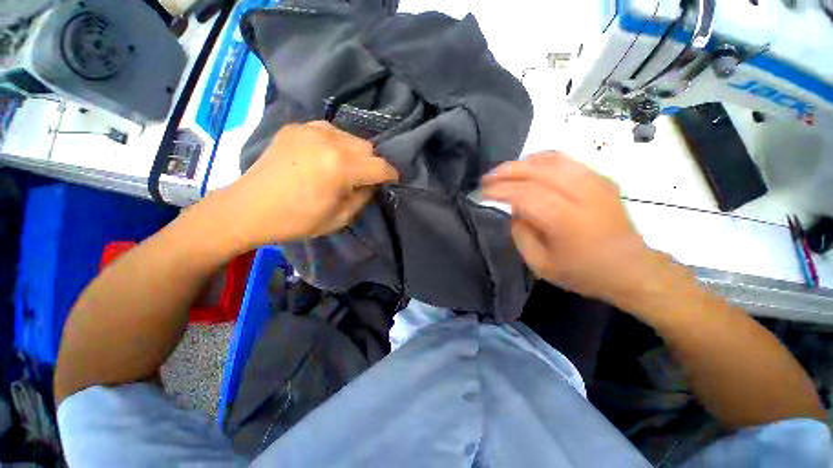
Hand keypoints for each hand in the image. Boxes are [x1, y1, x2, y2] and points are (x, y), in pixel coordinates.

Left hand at [209, 121, 398, 249]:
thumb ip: (363, 197)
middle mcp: (330, 141)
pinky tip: (326, 156)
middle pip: (368, 147)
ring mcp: (311, 130)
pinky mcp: (296, 127)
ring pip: (351, 137)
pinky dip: (336, 143)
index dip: (391, 175)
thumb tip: (372, 184)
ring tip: (344, 167)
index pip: (380, 166)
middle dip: (372, 164)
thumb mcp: (340, 218)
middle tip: (364, 178)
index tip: (392, 181)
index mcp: (341, 167)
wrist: (249, 208)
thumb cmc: (297, 220)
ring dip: (355, 153)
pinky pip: (329, 130)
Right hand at [482, 152, 669, 307]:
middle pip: (536, 171)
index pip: (524, 194)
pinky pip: (567, 160)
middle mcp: (581, 194)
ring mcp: (595, 182)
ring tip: (504, 171)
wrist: (631, 268)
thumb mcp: (540, 265)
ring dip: (522, 163)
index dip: (500, 190)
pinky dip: (543, 159)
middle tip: (487, 177)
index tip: (482, 192)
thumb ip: (521, 235)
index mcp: (565, 220)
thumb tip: (514, 210)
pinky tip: (530, 166)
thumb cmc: (583, 272)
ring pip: (551, 160)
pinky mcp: (601, 178)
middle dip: (506, 172)